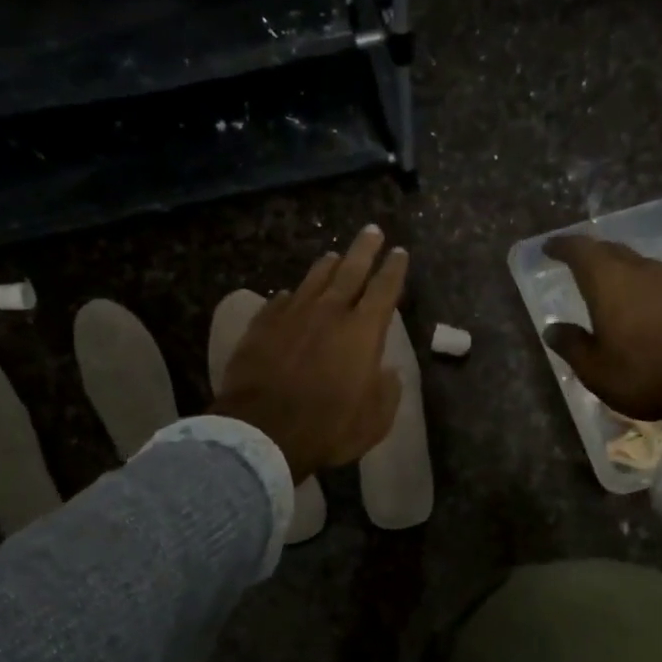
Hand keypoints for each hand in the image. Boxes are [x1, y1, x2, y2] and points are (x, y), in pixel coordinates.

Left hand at [212, 225, 408, 482]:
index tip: (399, 252)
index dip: (394, 269)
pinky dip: (290, 295)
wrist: (263, 430)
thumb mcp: (374, 420)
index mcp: (363, 331)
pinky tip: (289, 294)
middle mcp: (330, 312)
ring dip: (327, 265)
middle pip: (351, 270)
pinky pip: (279, 301)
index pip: (385, 289)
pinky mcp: (261, 325)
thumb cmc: (327, 428)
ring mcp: (292, 315)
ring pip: (314, 279)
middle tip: (372, 231)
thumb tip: (387, 371)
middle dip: (364, 249)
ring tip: (334, 255)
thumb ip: (386, 391)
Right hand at [543, 234, 661, 422]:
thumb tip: (552, 329)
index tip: (549, 247)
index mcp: (609, 282)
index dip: (562, 246)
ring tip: (602, 280)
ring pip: (634, 262)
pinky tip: (636, 300)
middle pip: (609, 250)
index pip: (580, 250)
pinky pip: (654, 278)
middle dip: (589, 253)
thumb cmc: (646, 374)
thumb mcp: (596, 370)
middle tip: (573, 261)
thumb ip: (572, 345)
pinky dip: (637, 282)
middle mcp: (639, 270)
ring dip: (615, 266)